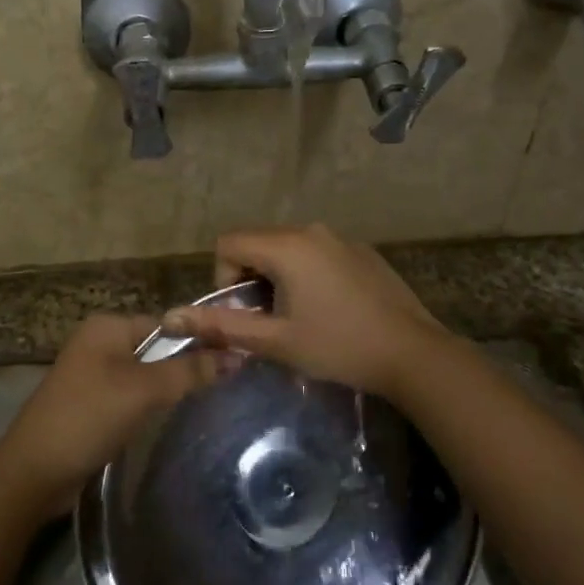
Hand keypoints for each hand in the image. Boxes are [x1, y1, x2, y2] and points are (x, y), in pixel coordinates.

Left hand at [0, 314, 216, 505]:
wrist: (34, 471)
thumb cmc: (89, 417)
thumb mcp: (144, 390)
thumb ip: (190, 371)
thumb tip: (238, 355)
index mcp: (107, 326)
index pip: (168, 324)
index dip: (200, 341)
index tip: (234, 361)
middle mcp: (99, 342)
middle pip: (157, 348)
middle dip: (186, 366)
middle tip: (225, 385)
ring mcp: (93, 373)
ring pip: (145, 374)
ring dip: (169, 388)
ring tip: (206, 402)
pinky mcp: (92, 403)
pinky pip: (131, 395)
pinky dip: (150, 405)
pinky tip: (170, 420)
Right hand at [162, 223, 452, 400]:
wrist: (413, 354)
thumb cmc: (338, 346)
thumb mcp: (276, 340)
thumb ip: (221, 326)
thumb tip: (170, 317)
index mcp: (287, 245)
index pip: (228, 243)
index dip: (224, 280)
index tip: (245, 314)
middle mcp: (311, 230)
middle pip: (257, 244)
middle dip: (251, 281)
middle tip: (270, 322)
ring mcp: (340, 238)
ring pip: (287, 250)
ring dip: (278, 280)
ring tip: (299, 319)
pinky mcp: (361, 251)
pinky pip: (316, 254)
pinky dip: (307, 276)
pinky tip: (330, 311)